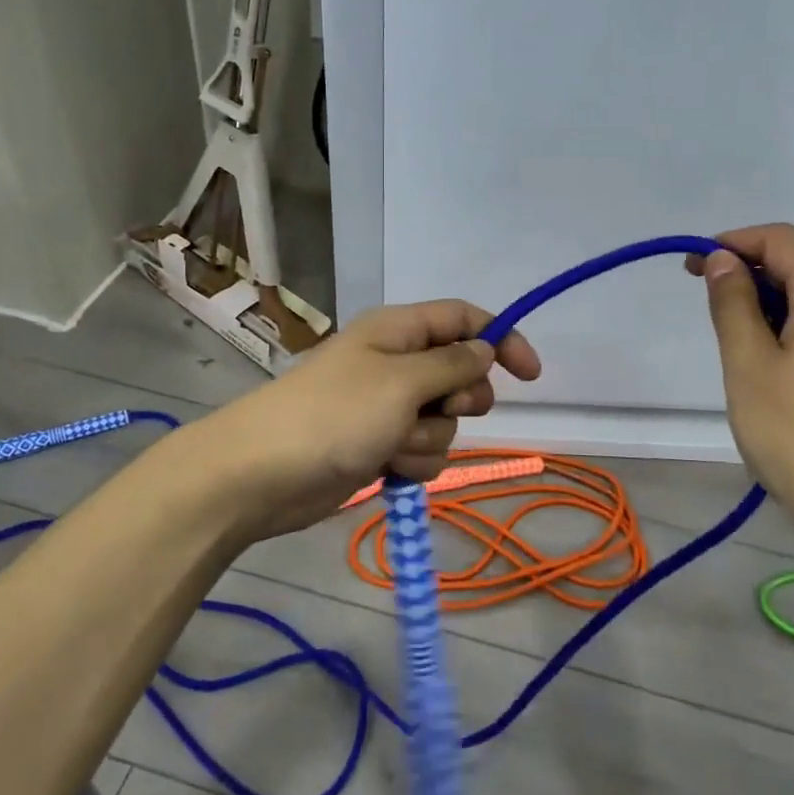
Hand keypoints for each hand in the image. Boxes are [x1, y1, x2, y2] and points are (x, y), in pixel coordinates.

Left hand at [182, 300, 541, 543]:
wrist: (263, 475)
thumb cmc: (335, 414)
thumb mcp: (403, 381)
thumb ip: (453, 364)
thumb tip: (486, 348)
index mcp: (399, 330)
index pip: (464, 319)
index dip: (501, 339)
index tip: (531, 375)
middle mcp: (396, 362)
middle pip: (461, 373)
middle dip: (461, 399)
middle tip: (441, 409)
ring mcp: (387, 406)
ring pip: (444, 420)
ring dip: (430, 437)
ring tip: (394, 444)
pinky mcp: (379, 445)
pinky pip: (422, 450)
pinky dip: (412, 461)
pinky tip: (387, 467)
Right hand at [688, 224, 793, 536]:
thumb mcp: (748, 365)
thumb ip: (733, 304)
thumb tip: (724, 259)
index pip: (781, 240)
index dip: (734, 241)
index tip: (694, 265)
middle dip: (750, 272)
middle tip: (705, 298)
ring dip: (771, 303)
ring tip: (736, 339)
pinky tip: (775, 367)